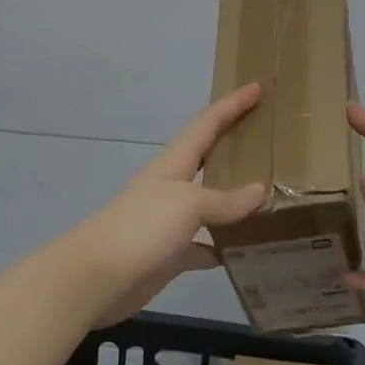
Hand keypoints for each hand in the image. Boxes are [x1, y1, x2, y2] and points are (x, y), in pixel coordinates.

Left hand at [66, 83, 267, 326]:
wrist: (95, 278)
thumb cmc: (141, 228)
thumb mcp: (187, 205)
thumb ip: (224, 200)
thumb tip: (259, 193)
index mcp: (173, 164)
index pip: (206, 124)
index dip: (231, 105)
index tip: (256, 87)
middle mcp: (171, 187)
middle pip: (207, 158)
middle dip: (234, 144)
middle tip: (267, 137)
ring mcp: (168, 222)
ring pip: (208, 204)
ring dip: (234, 200)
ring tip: (268, 197)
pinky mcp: (168, 255)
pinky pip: (202, 246)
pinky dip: (221, 247)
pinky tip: (243, 253)